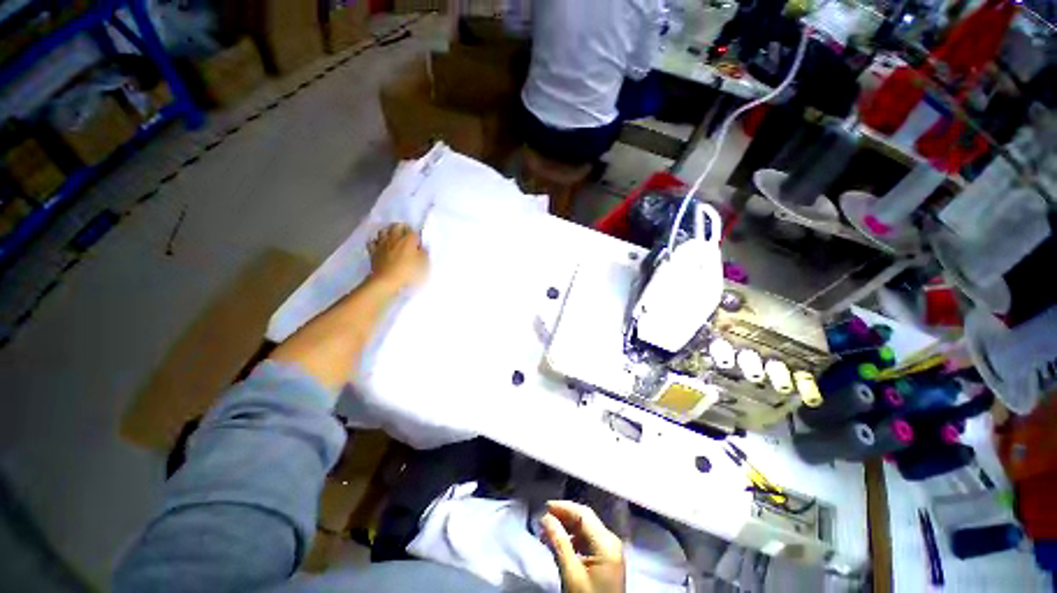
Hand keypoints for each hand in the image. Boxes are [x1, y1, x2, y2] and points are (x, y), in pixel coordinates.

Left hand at [368, 223, 427, 289]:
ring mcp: (382, 243)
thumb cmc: (407, 272)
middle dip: (402, 228)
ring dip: (388, 232)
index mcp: (408, 241)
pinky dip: (376, 242)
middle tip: (405, 234)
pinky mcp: (373, 250)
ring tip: (392, 237)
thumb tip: (423, 248)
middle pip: (397, 226)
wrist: (386, 280)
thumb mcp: (422, 265)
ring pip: (383, 231)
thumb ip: (424, 254)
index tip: (418, 241)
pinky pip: (373, 241)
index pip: (413, 232)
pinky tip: (379, 245)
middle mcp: (394, 238)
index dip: (416, 236)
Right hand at [541, 501, 625, 592]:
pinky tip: (560, 543)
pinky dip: (573, 539)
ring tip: (547, 532)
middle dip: (563, 516)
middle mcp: (611, 541)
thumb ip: (559, 543)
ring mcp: (610, 550)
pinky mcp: (607, 559)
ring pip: (586, 528)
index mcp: (606, 542)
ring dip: (566, 527)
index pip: (583, 514)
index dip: (563, 507)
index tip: (544, 507)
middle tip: (543, 519)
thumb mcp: (571, 574)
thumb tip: (546, 518)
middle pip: (585, 518)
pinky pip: (588, 540)